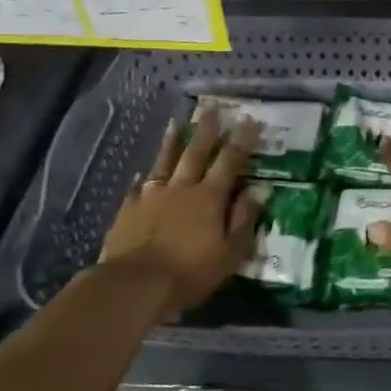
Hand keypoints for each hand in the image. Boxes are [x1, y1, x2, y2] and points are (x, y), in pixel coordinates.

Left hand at [101, 108, 263, 316]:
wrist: (134, 284)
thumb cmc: (189, 272)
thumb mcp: (229, 252)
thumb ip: (244, 218)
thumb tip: (261, 189)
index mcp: (210, 197)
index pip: (230, 161)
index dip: (242, 140)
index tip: (251, 119)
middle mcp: (182, 188)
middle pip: (197, 152)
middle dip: (206, 128)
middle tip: (211, 106)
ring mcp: (152, 196)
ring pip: (165, 162)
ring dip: (172, 142)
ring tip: (176, 123)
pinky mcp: (129, 209)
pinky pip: (138, 187)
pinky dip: (143, 177)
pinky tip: (142, 172)